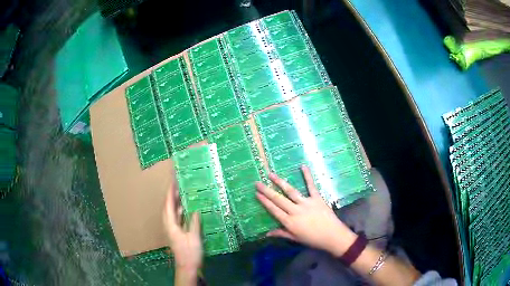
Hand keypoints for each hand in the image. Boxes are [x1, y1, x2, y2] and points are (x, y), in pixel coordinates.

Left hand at [163, 176, 201, 273]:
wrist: (187, 267)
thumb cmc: (190, 253)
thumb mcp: (194, 238)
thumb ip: (194, 223)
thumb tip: (195, 210)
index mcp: (171, 225)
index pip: (168, 206)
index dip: (170, 193)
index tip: (173, 182)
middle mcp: (169, 225)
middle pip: (168, 207)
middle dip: (171, 196)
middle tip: (177, 185)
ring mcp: (172, 230)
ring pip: (171, 213)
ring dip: (175, 203)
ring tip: (181, 193)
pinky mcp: (176, 233)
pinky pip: (176, 218)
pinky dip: (179, 211)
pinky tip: (186, 209)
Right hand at [256, 165, 357, 256]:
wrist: (333, 236)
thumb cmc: (313, 239)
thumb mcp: (295, 238)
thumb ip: (281, 233)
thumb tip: (266, 234)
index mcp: (289, 222)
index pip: (274, 210)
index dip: (264, 201)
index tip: (256, 194)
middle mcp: (295, 211)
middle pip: (278, 199)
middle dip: (267, 190)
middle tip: (257, 182)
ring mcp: (306, 203)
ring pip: (290, 191)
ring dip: (280, 182)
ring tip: (271, 174)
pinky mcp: (317, 198)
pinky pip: (311, 186)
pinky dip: (307, 176)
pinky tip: (302, 166)